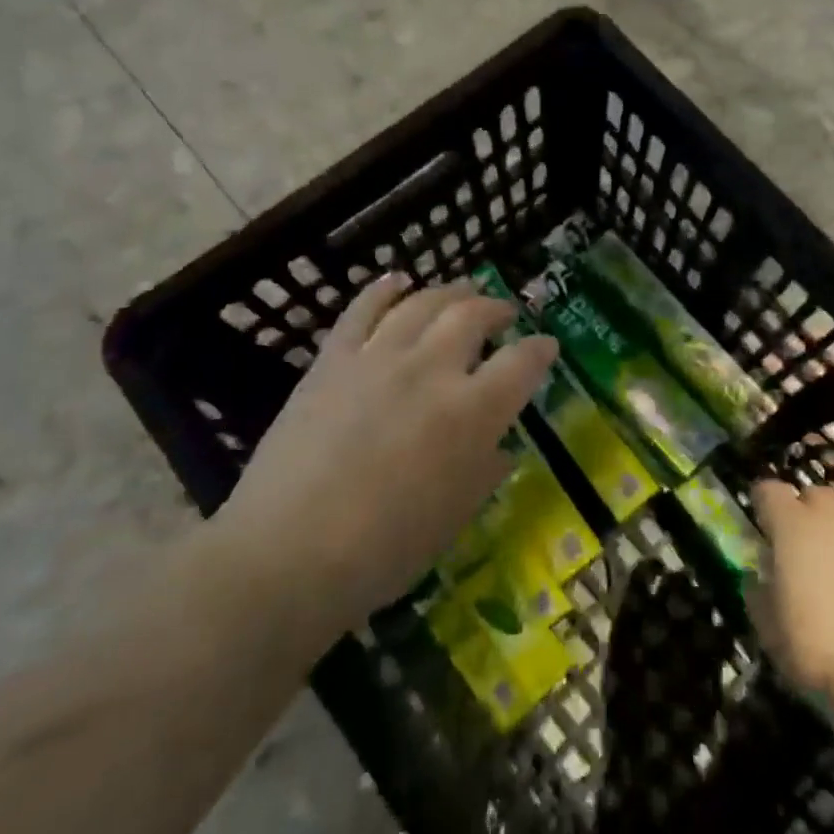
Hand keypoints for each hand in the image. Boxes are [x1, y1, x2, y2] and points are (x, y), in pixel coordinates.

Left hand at [205, 273, 557, 637]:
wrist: (286, 553)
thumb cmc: (384, 550)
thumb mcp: (454, 518)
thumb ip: (483, 472)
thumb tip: (498, 447)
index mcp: (472, 412)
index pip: (521, 363)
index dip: (540, 350)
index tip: (547, 345)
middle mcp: (431, 370)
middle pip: (472, 315)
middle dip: (496, 308)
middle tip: (503, 313)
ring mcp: (378, 358)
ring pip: (423, 303)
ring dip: (450, 291)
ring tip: (462, 290)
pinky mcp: (333, 360)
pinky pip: (362, 309)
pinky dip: (383, 289)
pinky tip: (396, 280)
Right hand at [748, 482, 833, 703]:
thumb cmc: (813, 649)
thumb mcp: (766, 626)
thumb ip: (758, 590)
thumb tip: (759, 575)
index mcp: (792, 526)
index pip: (769, 490)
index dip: (763, 503)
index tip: (761, 525)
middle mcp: (832, 518)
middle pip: (814, 496)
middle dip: (805, 513)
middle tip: (801, 548)